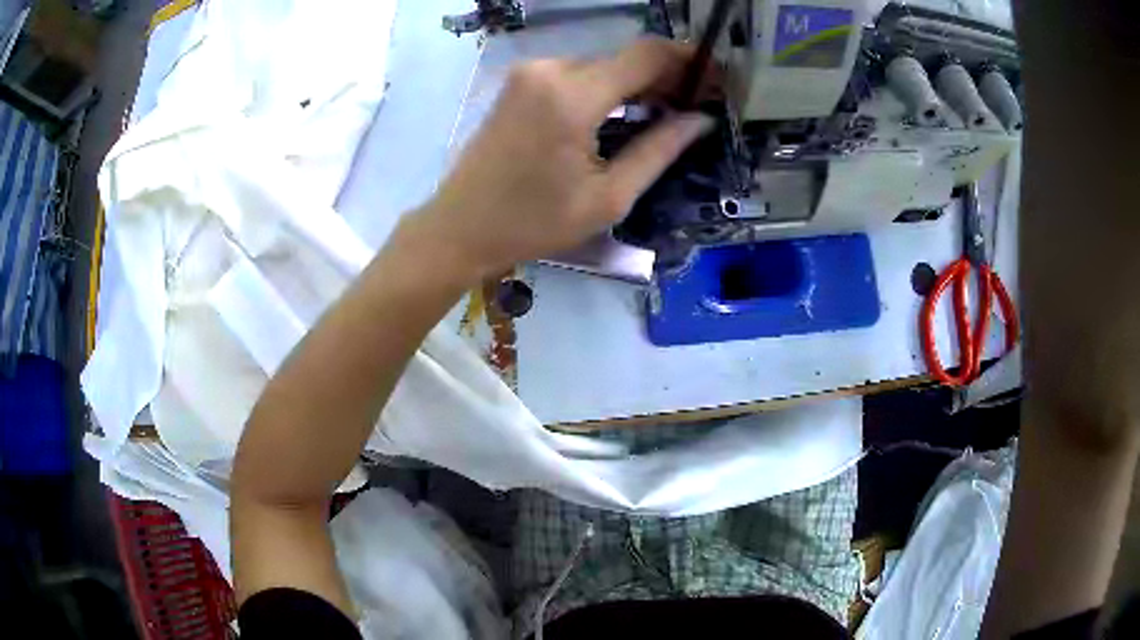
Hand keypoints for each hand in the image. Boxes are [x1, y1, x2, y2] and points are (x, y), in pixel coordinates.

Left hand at [406, 38, 714, 282]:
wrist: (460, 227)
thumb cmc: (533, 223)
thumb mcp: (608, 197)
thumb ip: (659, 150)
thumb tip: (700, 119)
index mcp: (572, 96)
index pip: (648, 54)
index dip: (689, 62)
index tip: (715, 81)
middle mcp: (551, 69)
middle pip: (625, 57)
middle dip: (666, 76)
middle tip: (695, 107)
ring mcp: (531, 73)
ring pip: (603, 65)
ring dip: (636, 83)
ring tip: (664, 114)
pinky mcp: (520, 82)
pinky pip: (577, 74)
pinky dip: (607, 87)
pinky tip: (623, 112)